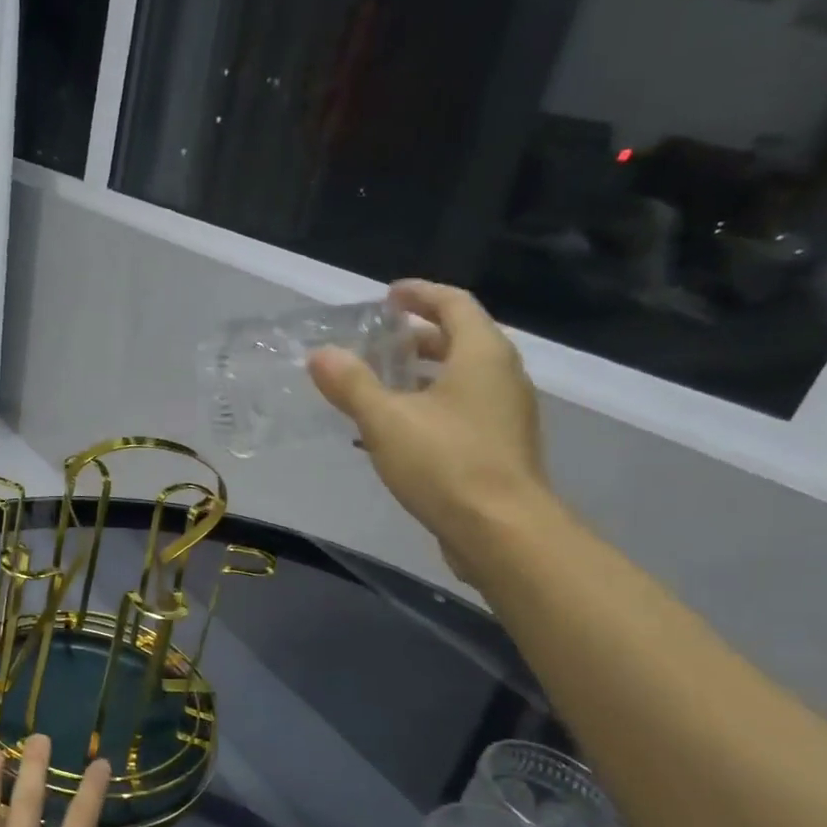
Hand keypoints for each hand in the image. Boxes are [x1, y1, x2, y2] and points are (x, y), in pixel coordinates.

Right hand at [309, 280, 554, 584]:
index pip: (454, 303)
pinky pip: (462, 409)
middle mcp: (502, 376)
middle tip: (378, 341)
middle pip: (460, 339)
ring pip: (462, 378)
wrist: (502, 531)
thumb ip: (352, 384)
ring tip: (381, 383)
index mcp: (482, 355)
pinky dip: (431, 404)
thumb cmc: (446, 464)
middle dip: (418, 336)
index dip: (420, 294)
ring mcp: (506, 413)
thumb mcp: (386, 420)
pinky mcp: (500, 446)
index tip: (388, 295)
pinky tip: (398, 430)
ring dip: (423, 374)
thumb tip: (320, 354)